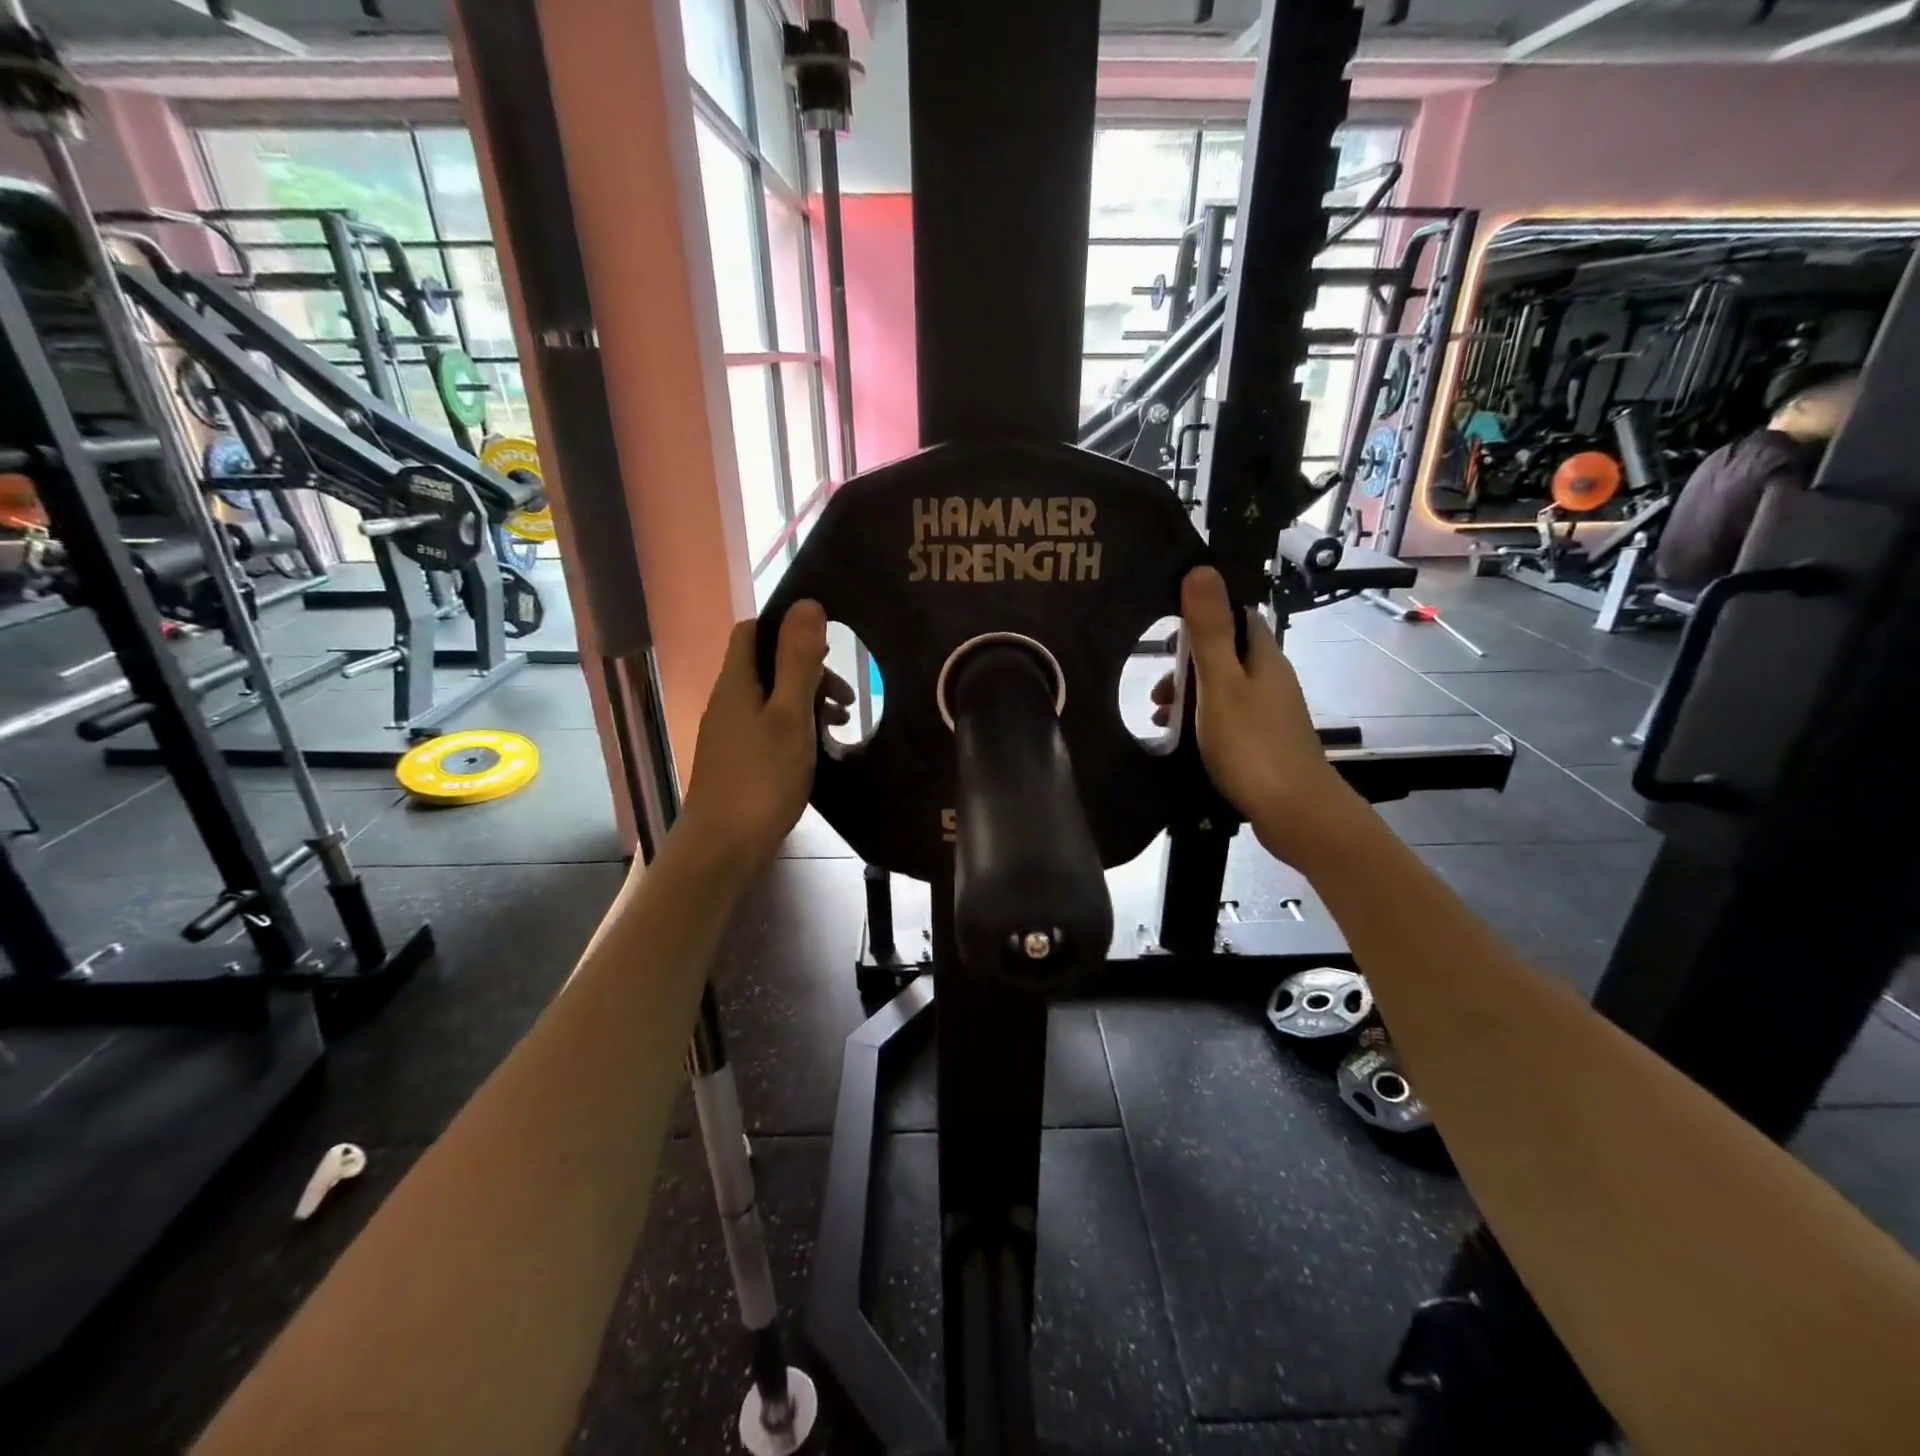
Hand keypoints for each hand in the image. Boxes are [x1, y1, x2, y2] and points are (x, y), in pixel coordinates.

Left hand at [679, 600, 850, 872]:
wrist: (722, 848)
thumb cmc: (761, 779)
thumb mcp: (790, 716)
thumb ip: (798, 661)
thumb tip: (807, 603)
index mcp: (737, 683)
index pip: (753, 631)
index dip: (787, 628)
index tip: (827, 646)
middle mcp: (728, 701)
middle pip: (766, 665)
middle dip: (807, 670)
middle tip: (845, 697)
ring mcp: (730, 733)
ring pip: (771, 698)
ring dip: (807, 701)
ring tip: (841, 724)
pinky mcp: (738, 760)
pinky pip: (769, 726)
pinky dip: (796, 727)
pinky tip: (818, 749)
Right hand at [1153, 567, 1359, 864]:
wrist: (1295, 812)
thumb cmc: (1252, 744)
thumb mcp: (1220, 684)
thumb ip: (1209, 631)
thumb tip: (1202, 569)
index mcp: (1264, 657)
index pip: (1235, 617)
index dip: (1201, 619)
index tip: (1167, 640)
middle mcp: (1271, 678)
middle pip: (1225, 656)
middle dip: (1186, 667)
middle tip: (1157, 693)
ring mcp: (1270, 712)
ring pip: (1223, 689)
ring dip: (1189, 697)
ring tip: (1160, 720)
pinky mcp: (1265, 741)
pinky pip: (1227, 718)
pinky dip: (1201, 722)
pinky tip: (1182, 743)